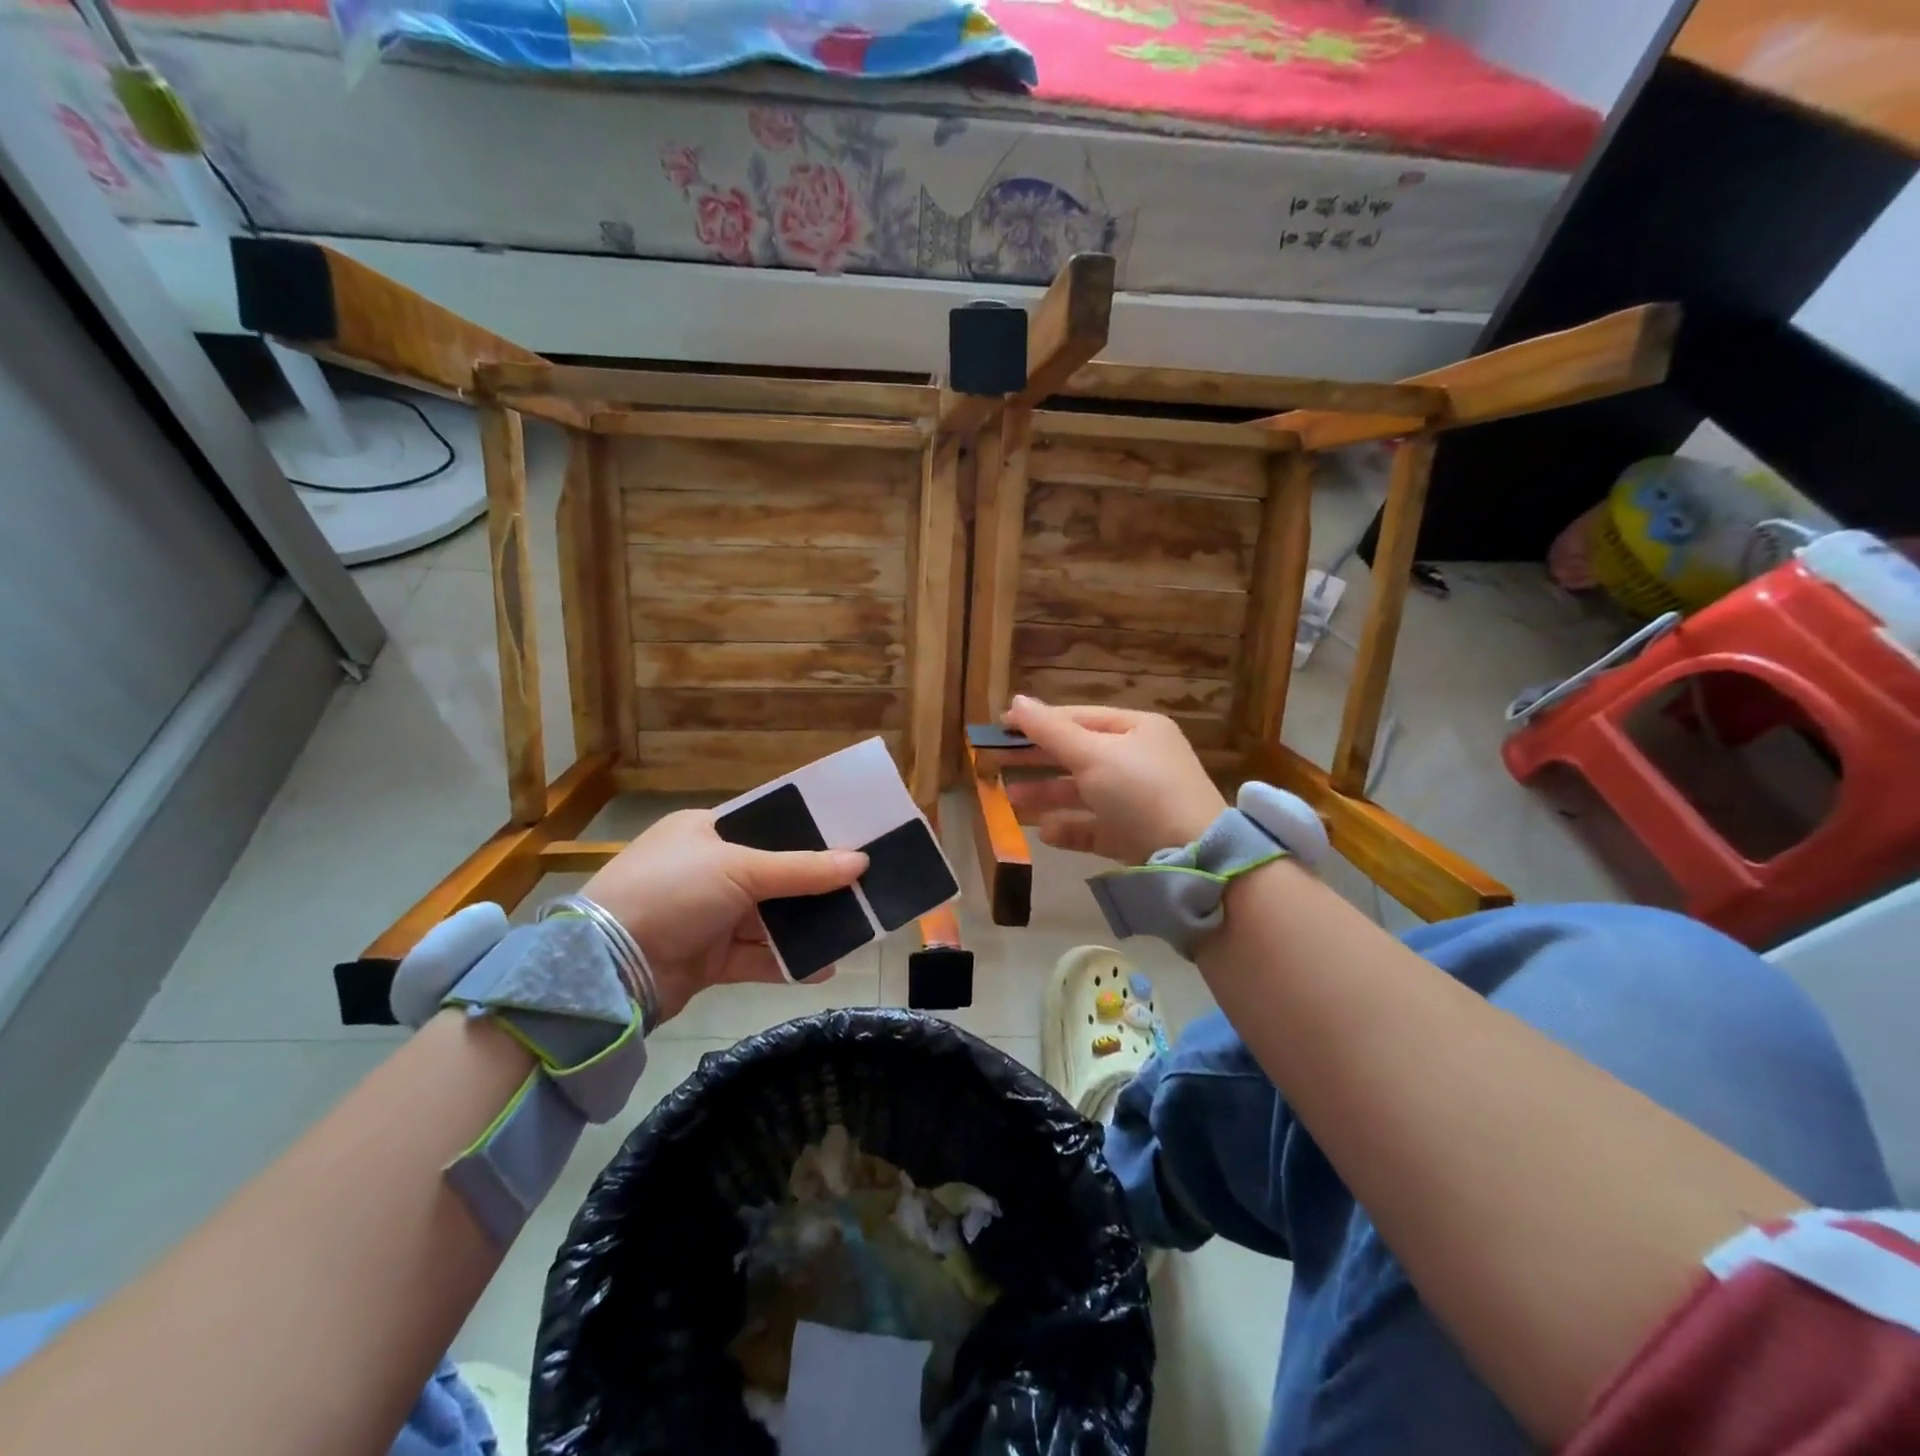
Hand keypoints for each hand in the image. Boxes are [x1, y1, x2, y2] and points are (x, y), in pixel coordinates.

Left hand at [582, 810, 866, 1024]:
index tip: (850, 839)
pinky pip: (757, 957)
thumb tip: (862, 862)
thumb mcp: (740, 870)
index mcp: (705, 832)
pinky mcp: (708, 958)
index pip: (765, 825)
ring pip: (768, 918)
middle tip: (862, 886)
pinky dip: (787, 962)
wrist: (607, 969)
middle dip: (814, 884)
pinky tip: (824, 966)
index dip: (807, 833)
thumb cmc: (672, 892)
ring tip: (853, 927)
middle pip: (773, 874)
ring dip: (805, 926)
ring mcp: (707, 916)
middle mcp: (706, 870)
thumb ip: (803, 869)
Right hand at [1002, 696, 1225, 863]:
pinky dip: (1069, 827)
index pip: (1079, 718)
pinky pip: (1095, 826)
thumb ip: (1050, 731)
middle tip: (995, 762)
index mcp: (1138, 729)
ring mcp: (1139, 800)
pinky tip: (1044, 831)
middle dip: (1038, 760)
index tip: (1000, 727)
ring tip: (1010, 799)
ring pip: (1083, 792)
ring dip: (1047, 794)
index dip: (1038, 721)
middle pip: (1078, 755)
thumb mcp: (1092, 755)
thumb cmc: (1140, 791)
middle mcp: (1139, 761)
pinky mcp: (1135, 835)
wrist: (1194, 856)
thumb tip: (1015, 700)